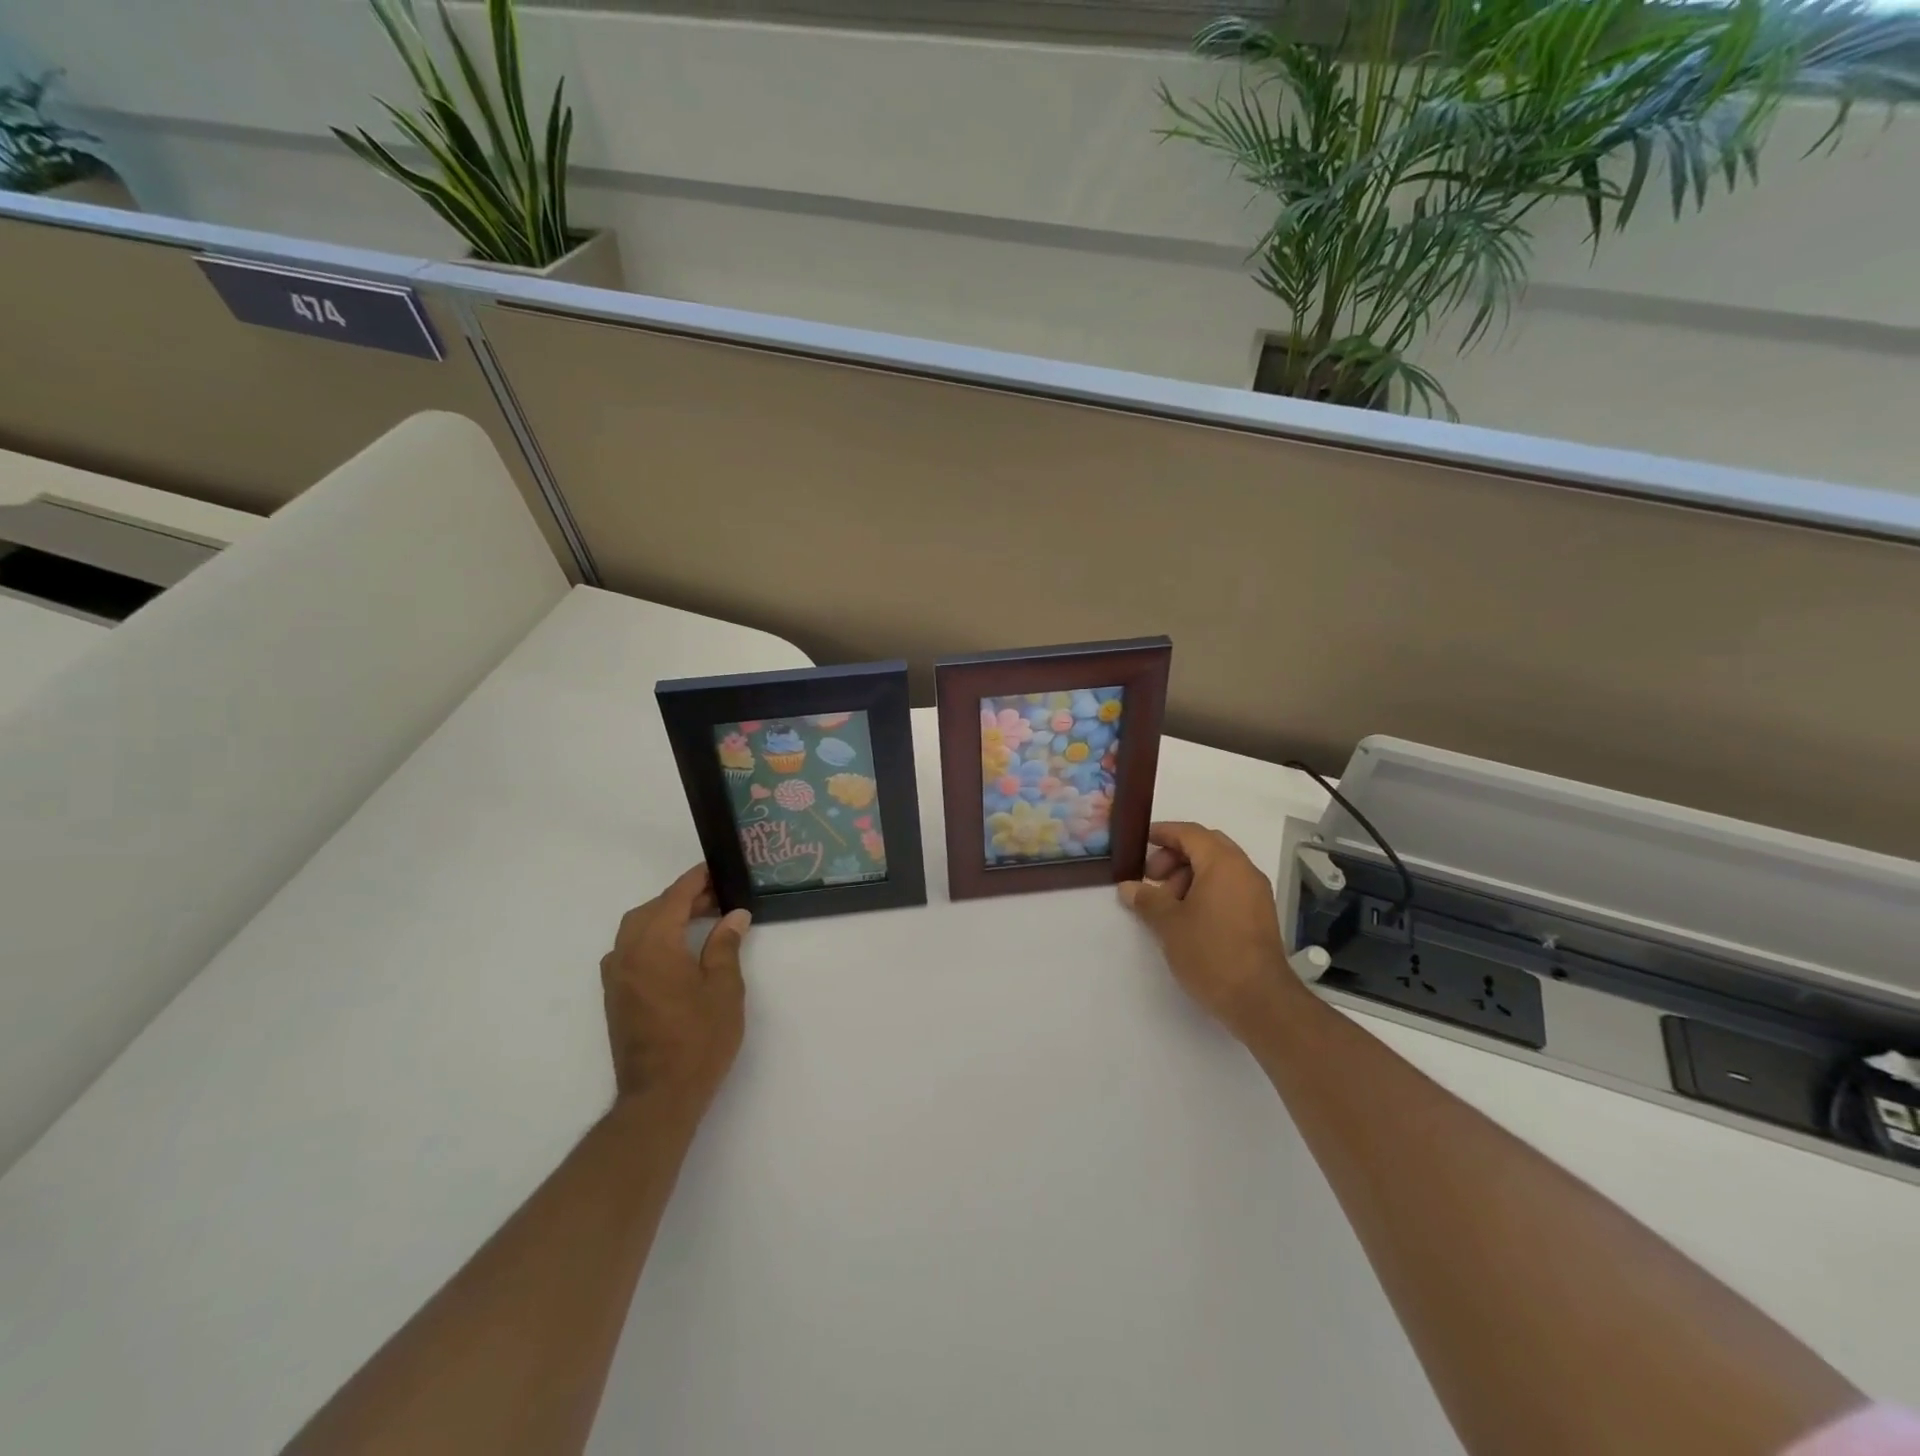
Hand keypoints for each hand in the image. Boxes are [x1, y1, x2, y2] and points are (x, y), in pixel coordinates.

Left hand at [600, 865, 749, 1113]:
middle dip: (681, 898)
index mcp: (654, 946)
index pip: (674, 899)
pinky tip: (676, 950)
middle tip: (716, 898)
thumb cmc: (699, 1039)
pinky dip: (651, 937)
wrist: (660, 1096)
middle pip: (651, 910)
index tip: (715, 869)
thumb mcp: (724, 988)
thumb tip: (733, 916)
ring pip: (636, 929)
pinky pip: (629, 949)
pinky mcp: (615, 996)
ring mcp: (616, 977)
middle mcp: (627, 954)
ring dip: (664, 917)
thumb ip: (725, 946)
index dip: (695, 881)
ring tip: (700, 920)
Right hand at [1119, 822, 1304, 1040]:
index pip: (1190, 833)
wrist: (1260, 1001)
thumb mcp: (1169, 924)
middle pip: (1206, 846)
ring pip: (1218, 868)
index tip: (1140, 842)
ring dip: (1188, 875)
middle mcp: (1244, 870)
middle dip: (1174, 856)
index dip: (1163, 833)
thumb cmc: (1211, 953)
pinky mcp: (1259, 915)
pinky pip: (1228, 887)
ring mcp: (1256, 893)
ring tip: (1166, 904)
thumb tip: (1128, 887)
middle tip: (1151, 878)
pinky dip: (1205, 890)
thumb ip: (1147, 899)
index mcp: (1223, 863)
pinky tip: (1187, 917)